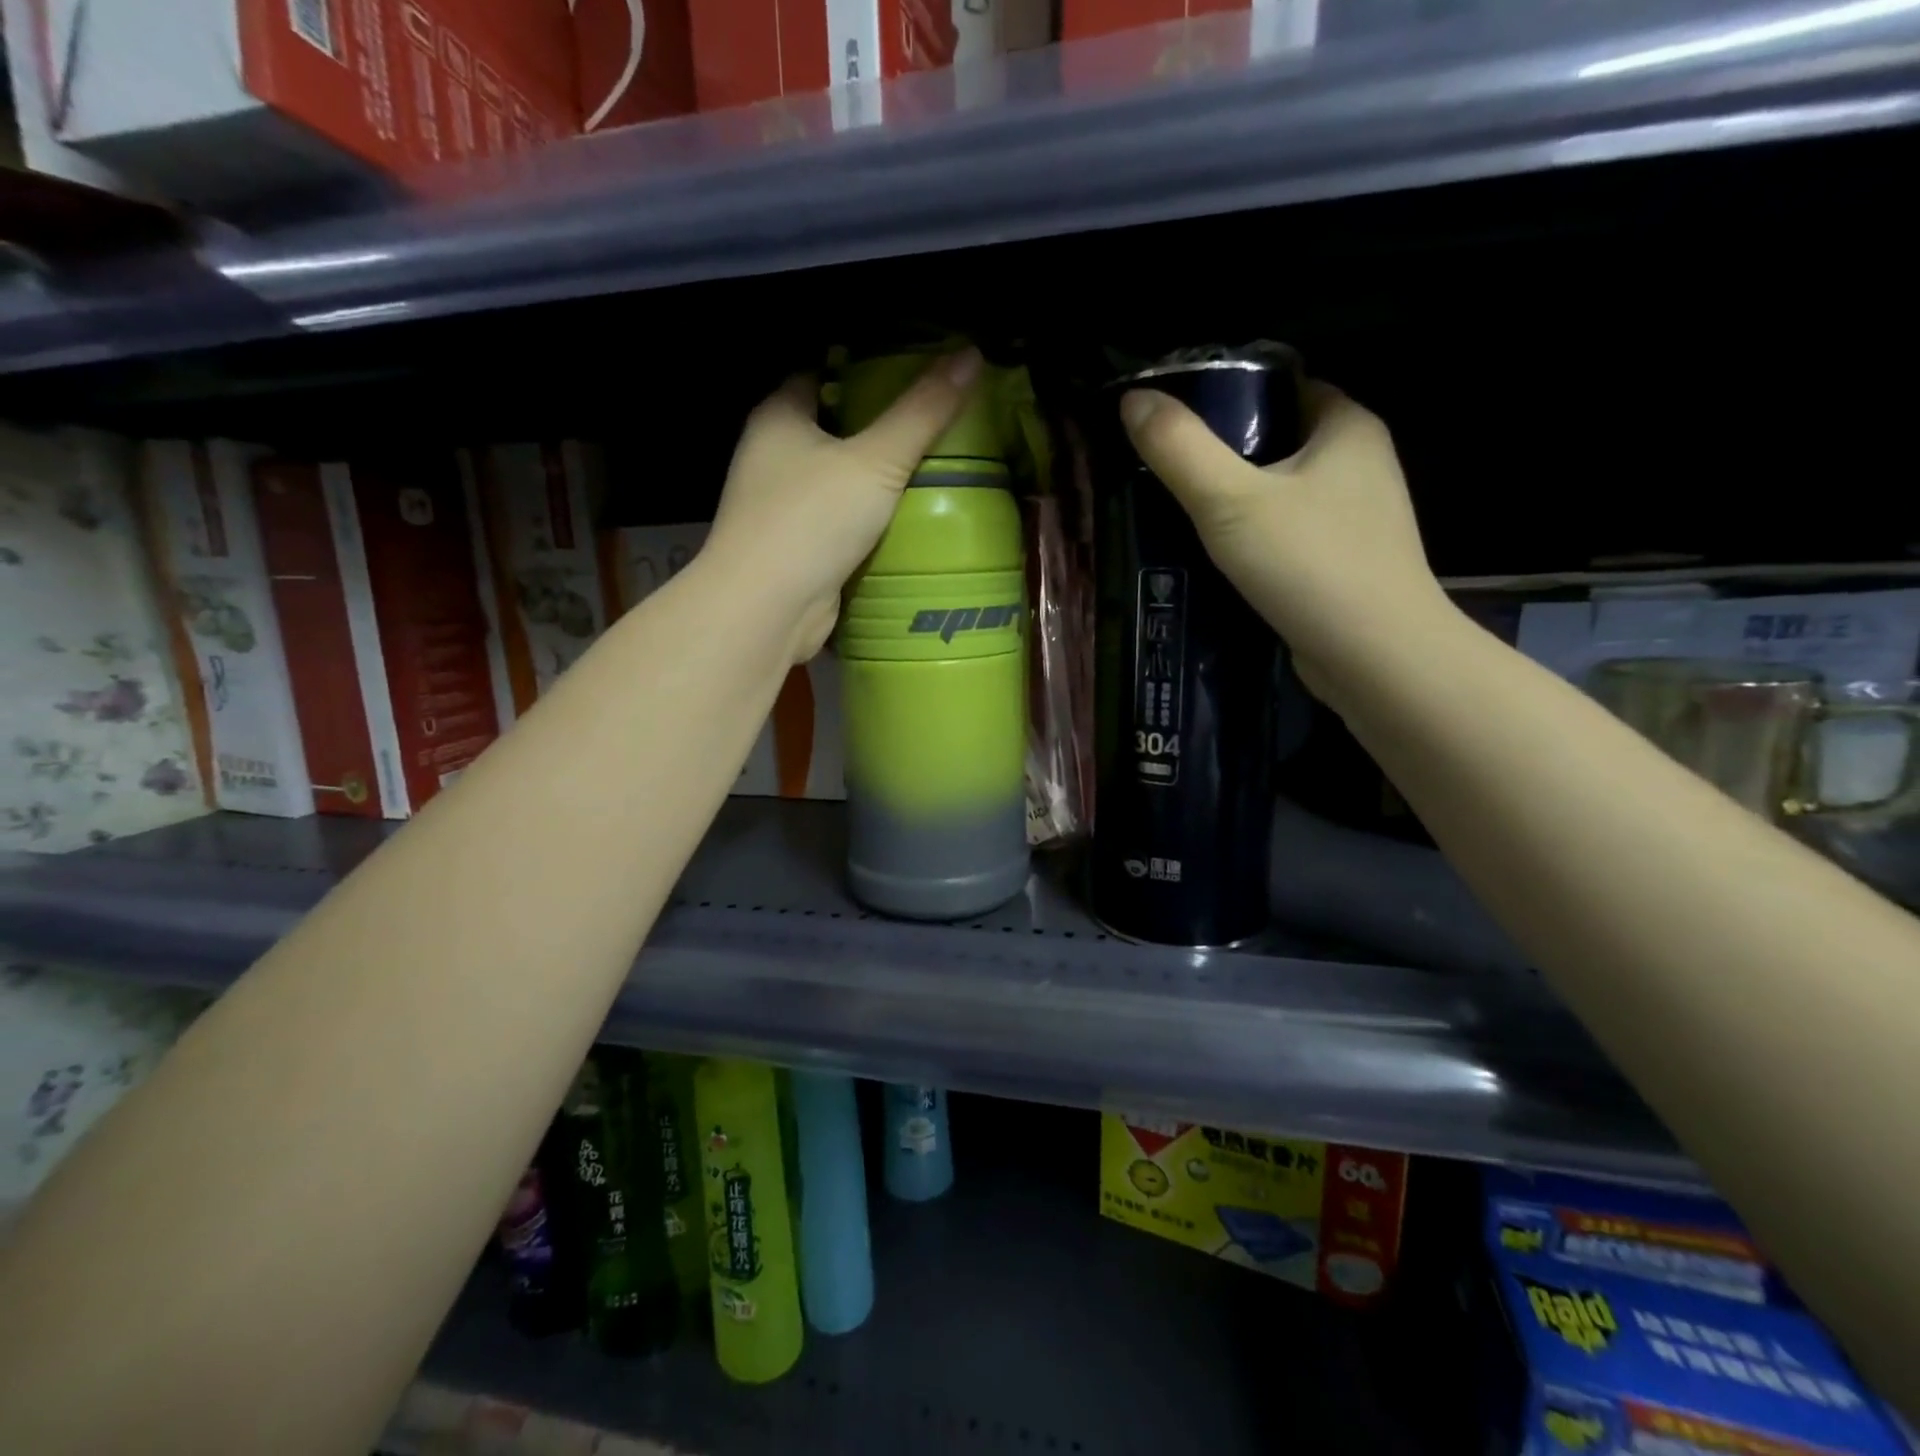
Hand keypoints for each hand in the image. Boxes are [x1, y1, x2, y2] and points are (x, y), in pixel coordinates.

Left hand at [704, 349, 983, 662]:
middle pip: (833, 429)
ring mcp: (782, 507)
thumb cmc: (812, 520)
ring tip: (934, 469)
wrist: (768, 609)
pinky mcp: (798, 549)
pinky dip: (869, 521)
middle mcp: (772, 457)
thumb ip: (921, 413)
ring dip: (876, 480)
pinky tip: (909, 521)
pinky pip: (840, 523)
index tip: (913, 371)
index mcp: (778, 418)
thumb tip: (970, 355)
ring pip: (838, 481)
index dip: (864, 368)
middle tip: (935, 423)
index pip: (820, 373)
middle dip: (879, 428)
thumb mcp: (876, 460)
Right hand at [1119, 381, 1450, 692]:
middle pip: (1278, 440)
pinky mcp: (1344, 563)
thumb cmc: (1309, 564)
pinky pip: (1288, 534)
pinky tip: (1216, 558)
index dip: (1228, 395)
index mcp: (1347, 426)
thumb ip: (1179, 449)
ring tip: (1179, 513)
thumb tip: (1132, 398)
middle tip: (1165, 470)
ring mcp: (1357, 517)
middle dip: (1224, 454)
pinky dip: (1254, 539)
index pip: (1282, 386)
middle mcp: (1361, 463)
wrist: (1374, 657)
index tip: (1174, 420)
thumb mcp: (1229, 501)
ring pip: (1282, 492)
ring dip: (1236, 502)